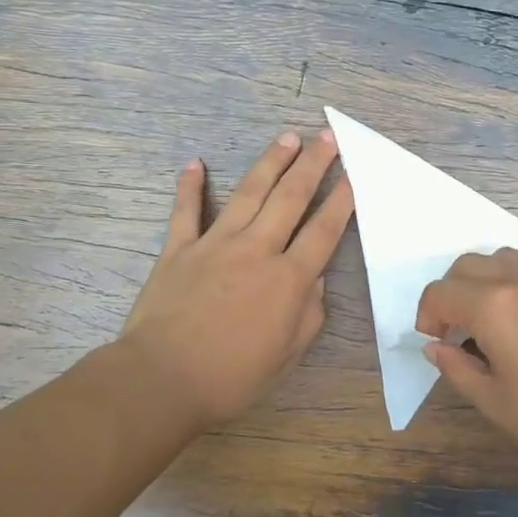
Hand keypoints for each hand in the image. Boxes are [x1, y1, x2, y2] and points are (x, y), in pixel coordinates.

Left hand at [121, 129, 353, 427]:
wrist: (163, 379)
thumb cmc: (232, 377)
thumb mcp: (287, 355)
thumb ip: (308, 314)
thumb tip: (314, 281)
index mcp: (288, 279)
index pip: (323, 230)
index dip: (341, 200)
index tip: (353, 174)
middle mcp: (256, 250)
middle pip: (290, 198)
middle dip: (312, 165)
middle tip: (327, 137)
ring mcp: (215, 244)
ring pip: (249, 193)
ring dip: (270, 162)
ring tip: (287, 137)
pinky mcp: (179, 249)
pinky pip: (185, 211)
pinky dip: (190, 186)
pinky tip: (195, 162)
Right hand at [416, 249, 517, 483]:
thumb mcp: (495, 403)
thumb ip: (456, 368)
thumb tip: (435, 347)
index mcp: (494, 306)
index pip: (441, 292)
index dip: (427, 315)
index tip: (435, 341)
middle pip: (467, 266)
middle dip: (451, 293)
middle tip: (457, 331)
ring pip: (502, 259)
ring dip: (483, 281)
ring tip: (491, 321)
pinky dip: (515, 283)